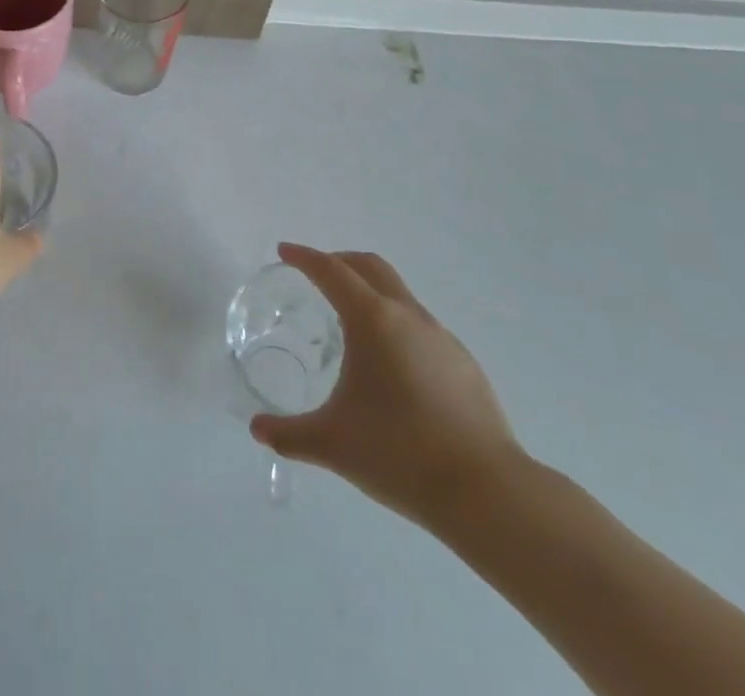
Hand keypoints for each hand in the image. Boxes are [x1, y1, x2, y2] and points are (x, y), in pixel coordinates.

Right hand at [250, 242, 524, 529]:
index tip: (285, 252)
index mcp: (372, 320)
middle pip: (370, 267)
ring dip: (371, 293)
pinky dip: (396, 325)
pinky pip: (421, 326)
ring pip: (399, 294)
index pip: (331, 272)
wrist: (486, 491)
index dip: (305, 258)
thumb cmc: (398, 454)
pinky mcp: (464, 363)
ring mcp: (441, 337)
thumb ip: (288, 434)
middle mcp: (408, 316)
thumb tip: (257, 429)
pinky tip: (392, 368)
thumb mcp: (331, 444)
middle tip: (316, 274)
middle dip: (339, 262)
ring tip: (351, 325)